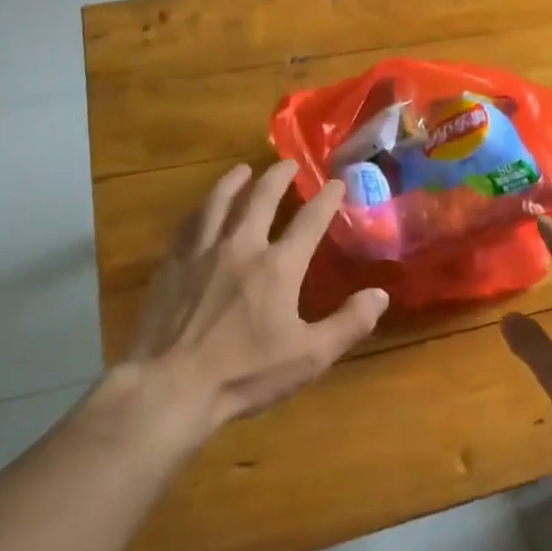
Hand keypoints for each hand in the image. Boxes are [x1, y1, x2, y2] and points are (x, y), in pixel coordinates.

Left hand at [122, 161, 388, 431]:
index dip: (326, 199)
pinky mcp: (171, 267)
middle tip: (287, 163)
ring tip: (242, 170)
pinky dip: (199, 211)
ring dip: (233, 182)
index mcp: (277, 267)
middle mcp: (240, 247)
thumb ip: (348, 324)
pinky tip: (201, 211)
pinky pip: (187, 227)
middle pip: (260, 199)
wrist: (171, 387)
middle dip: (278, 177)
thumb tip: (380, 294)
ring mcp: (201, 254)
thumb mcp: (309, 356)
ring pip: (219, 204)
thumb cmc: (244, 374)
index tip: (336, 182)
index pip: (309, 221)